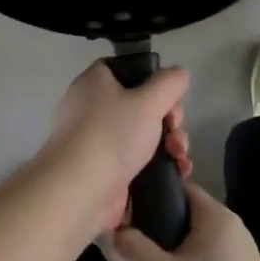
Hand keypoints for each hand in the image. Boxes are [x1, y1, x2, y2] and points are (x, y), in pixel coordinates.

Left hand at [44, 61, 191, 237]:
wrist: (79, 190)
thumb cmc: (112, 134)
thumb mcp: (148, 101)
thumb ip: (169, 83)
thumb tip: (179, 74)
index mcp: (95, 83)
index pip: (125, 70)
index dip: (151, 79)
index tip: (169, 96)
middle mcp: (92, 108)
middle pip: (140, 104)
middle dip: (168, 118)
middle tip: (175, 130)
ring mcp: (97, 141)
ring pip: (142, 134)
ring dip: (169, 143)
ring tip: (180, 157)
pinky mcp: (105, 169)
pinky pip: (137, 159)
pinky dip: (158, 164)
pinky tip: (178, 171)